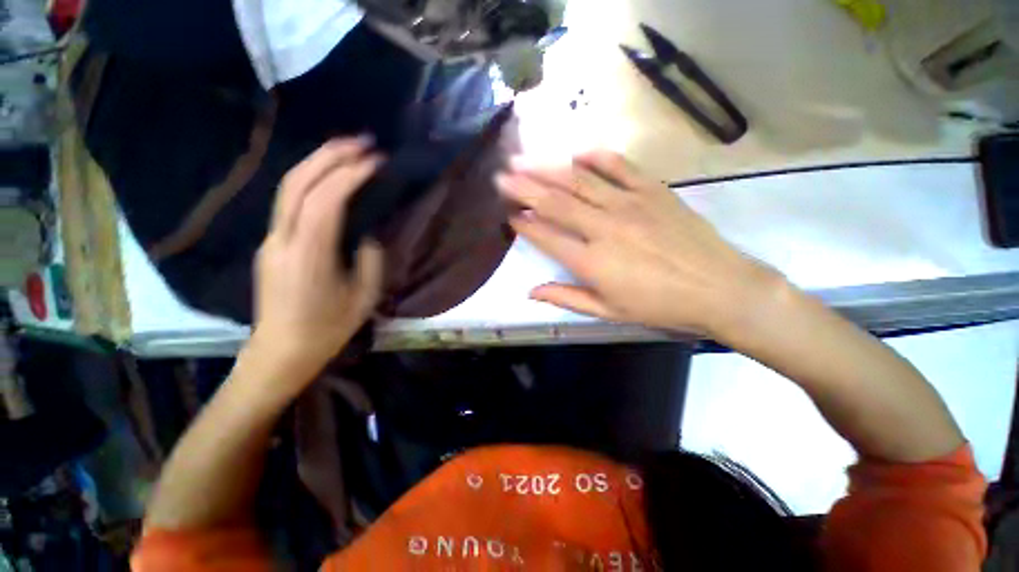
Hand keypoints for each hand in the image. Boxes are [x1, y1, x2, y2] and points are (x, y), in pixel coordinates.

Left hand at [249, 137, 383, 387]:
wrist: (280, 352)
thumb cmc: (327, 329)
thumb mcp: (363, 297)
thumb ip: (369, 260)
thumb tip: (368, 234)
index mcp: (309, 256)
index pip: (325, 201)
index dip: (350, 175)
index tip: (376, 161)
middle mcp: (282, 240)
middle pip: (297, 183)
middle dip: (330, 155)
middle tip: (361, 141)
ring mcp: (271, 240)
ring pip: (288, 188)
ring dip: (318, 163)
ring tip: (347, 151)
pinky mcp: (271, 243)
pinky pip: (290, 203)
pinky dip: (312, 181)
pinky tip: (331, 178)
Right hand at [496, 150, 784, 339]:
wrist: (718, 287)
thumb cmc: (658, 305)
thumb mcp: (608, 310)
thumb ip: (566, 297)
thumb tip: (532, 291)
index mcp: (591, 260)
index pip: (546, 235)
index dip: (524, 224)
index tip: (510, 214)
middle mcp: (603, 226)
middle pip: (555, 202)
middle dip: (524, 187)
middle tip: (503, 175)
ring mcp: (629, 204)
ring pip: (579, 180)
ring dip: (548, 168)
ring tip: (525, 159)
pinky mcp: (652, 191)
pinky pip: (619, 166)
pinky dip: (596, 157)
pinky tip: (579, 152)